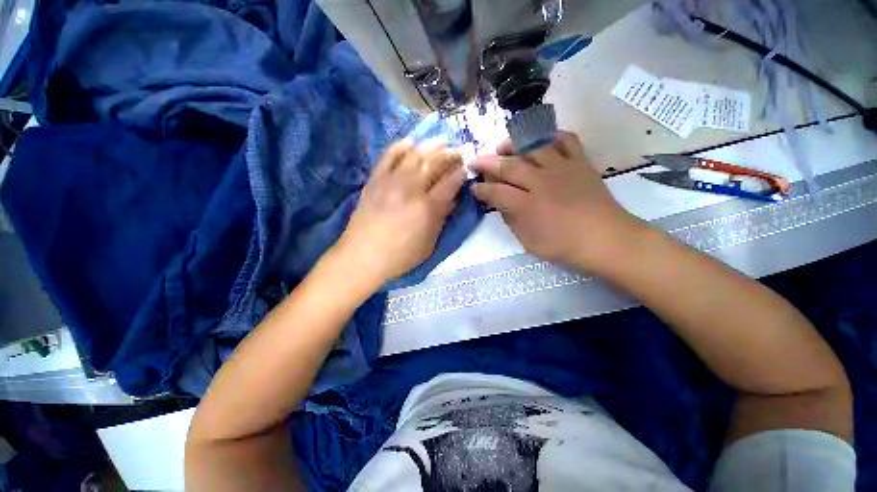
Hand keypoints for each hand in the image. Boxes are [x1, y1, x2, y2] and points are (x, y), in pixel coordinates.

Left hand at [333, 141, 465, 286]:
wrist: (363, 256)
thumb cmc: (400, 256)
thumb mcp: (429, 244)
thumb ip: (441, 219)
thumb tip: (450, 201)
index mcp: (428, 207)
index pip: (450, 183)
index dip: (460, 173)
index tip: (466, 167)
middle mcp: (412, 189)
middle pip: (434, 163)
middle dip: (450, 154)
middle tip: (458, 150)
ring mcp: (391, 181)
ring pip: (414, 154)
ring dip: (430, 145)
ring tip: (441, 140)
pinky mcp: (375, 180)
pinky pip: (389, 156)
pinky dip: (401, 145)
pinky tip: (410, 141)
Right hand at [470, 131, 643, 269]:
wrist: (607, 240)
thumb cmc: (565, 246)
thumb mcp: (529, 242)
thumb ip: (512, 221)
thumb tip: (502, 204)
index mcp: (527, 206)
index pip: (496, 192)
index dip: (481, 189)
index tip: (473, 187)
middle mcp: (541, 182)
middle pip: (509, 166)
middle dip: (487, 163)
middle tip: (475, 161)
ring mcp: (562, 169)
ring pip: (533, 147)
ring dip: (513, 144)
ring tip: (502, 147)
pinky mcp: (581, 162)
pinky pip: (566, 139)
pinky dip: (551, 135)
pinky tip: (540, 141)